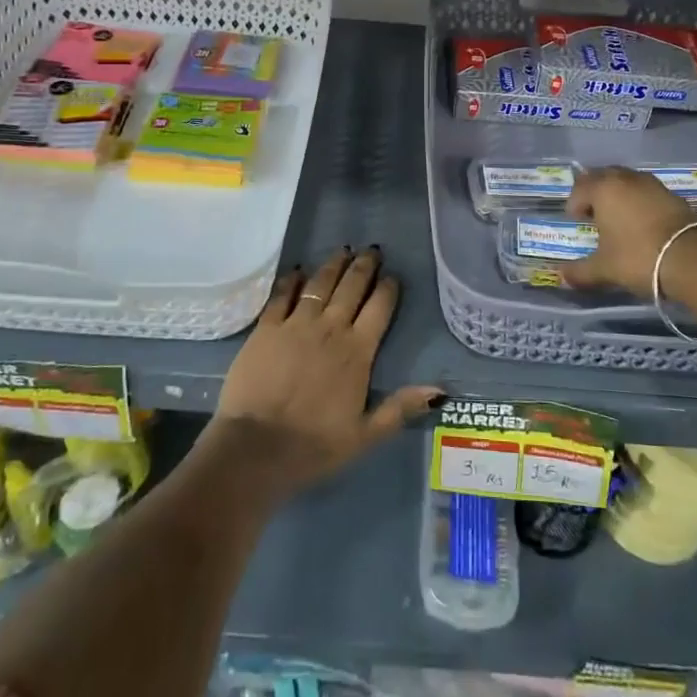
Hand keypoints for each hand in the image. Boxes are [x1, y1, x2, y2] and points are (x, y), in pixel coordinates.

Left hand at [213, 248, 439, 494]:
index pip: (379, 309)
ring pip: (320, 284)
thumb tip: (440, 391)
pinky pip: (282, 294)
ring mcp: (296, 324)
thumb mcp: (365, 434)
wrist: (256, 447)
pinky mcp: (266, 327)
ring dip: (333, 265)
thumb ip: (400, 408)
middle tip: (371, 250)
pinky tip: (298, 270)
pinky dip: (292, 280)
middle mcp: (330, 328)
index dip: (388, 289)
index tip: (393, 276)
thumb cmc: (314, 445)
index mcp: (357, 352)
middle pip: (351, 287)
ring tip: (343, 251)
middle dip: (364, 266)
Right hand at [560, 166, 696, 295]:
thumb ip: (580, 271)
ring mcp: (653, 184)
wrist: (694, 259)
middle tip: (593, 214)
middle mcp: (626, 179)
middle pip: (603, 176)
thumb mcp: (604, 269)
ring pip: (627, 181)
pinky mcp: (674, 195)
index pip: (580, 188)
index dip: (574, 204)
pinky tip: (642, 222)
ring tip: (618, 217)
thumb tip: (560, 276)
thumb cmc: (638, 257)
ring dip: (618, 194)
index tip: (577, 221)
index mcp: (604, 189)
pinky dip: (639, 200)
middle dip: (595, 192)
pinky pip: (646, 191)